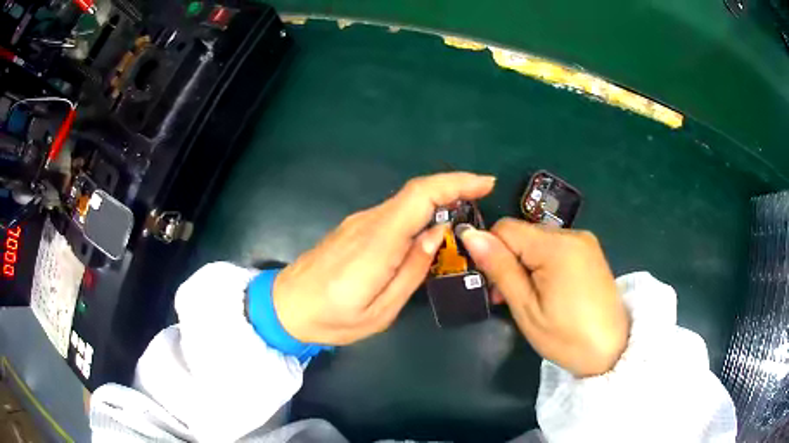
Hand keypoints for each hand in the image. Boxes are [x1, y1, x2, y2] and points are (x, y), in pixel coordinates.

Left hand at [273, 172, 495, 344]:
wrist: (285, 306)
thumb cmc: (332, 318)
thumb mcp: (381, 310)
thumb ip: (412, 270)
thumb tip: (437, 234)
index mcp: (377, 243)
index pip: (420, 196)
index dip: (455, 183)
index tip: (485, 183)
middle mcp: (368, 223)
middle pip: (415, 192)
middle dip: (454, 187)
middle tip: (483, 197)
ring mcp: (359, 222)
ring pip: (406, 201)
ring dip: (438, 199)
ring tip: (465, 213)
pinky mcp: (355, 228)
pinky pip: (394, 212)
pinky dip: (419, 211)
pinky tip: (431, 227)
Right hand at [458, 218, 629, 376]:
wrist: (613, 350)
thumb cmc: (567, 337)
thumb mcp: (527, 309)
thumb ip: (500, 269)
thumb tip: (470, 234)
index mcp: (556, 246)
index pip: (506, 228)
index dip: (491, 252)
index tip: (493, 285)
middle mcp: (572, 234)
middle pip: (523, 234)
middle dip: (509, 260)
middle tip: (509, 298)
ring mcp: (584, 241)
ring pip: (537, 241)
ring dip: (526, 264)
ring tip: (530, 299)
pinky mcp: (590, 251)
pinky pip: (555, 248)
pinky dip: (543, 265)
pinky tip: (548, 291)